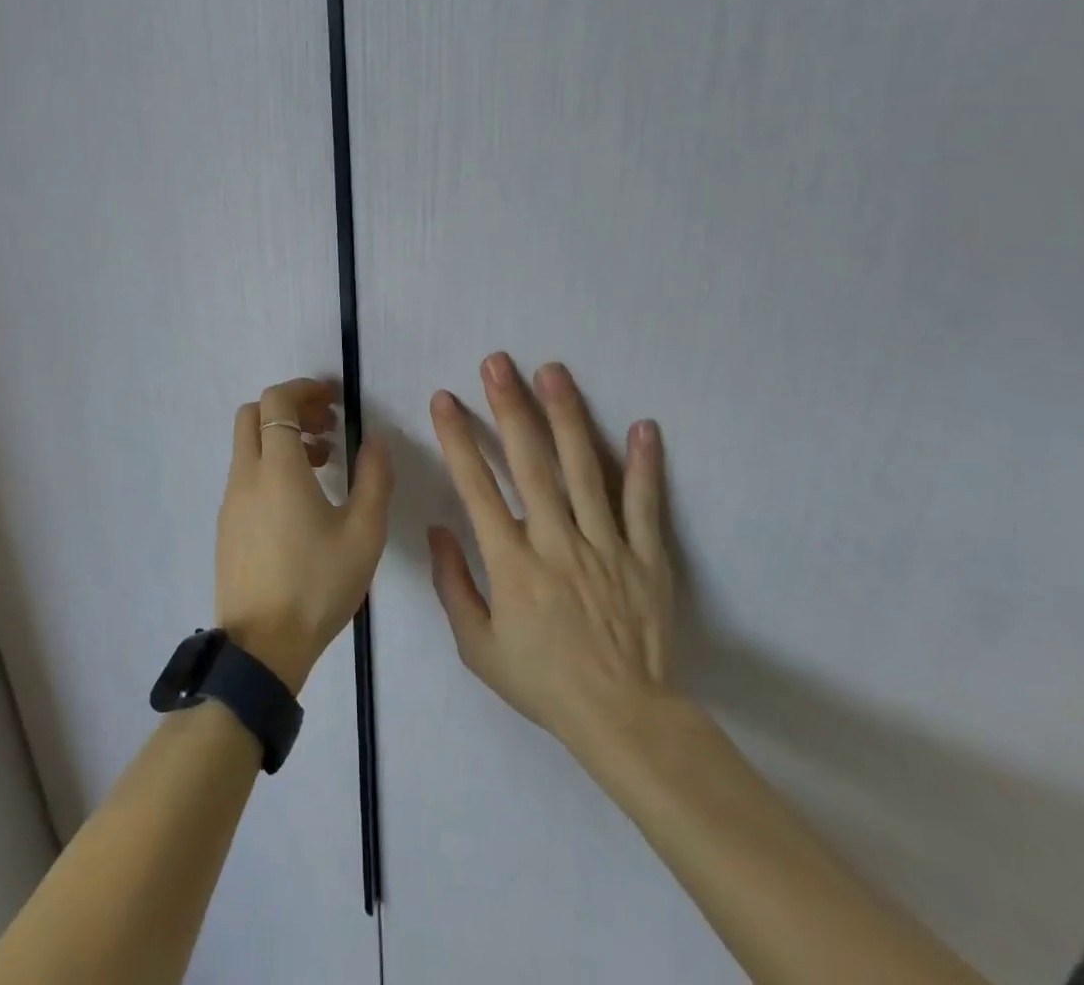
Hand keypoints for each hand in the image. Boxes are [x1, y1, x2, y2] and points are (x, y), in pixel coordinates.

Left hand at [216, 379, 393, 693]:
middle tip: (327, 425)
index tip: (333, 399)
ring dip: (282, 438)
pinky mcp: (227, 524)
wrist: (262, 648)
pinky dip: (270, 464)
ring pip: (248, 445)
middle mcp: (245, 475)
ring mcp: (231, 501)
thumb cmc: (317, 586)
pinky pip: (245, 473)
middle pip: (254, 414)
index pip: (276, 402)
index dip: (304, 389)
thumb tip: (376, 438)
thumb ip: (374, 478)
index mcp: (277, 469)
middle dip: (290, 408)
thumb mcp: (364, 534)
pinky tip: (302, 498)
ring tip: (325, 462)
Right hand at [427, 353, 679, 762]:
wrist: (623, 720)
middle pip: (530, 463)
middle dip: (509, 407)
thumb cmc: (543, 682)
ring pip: (584, 469)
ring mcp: (605, 546)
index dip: (458, 439)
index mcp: (512, 563)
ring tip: (554, 372)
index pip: (477, 487)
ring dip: (567, 416)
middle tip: (497, 363)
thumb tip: (437, 529)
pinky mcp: (646, 557)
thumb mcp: (478, 648)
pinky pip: (644, 504)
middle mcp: (556, 542)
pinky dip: (645, 465)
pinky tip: (643, 425)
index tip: (444, 399)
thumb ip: (453, 585)